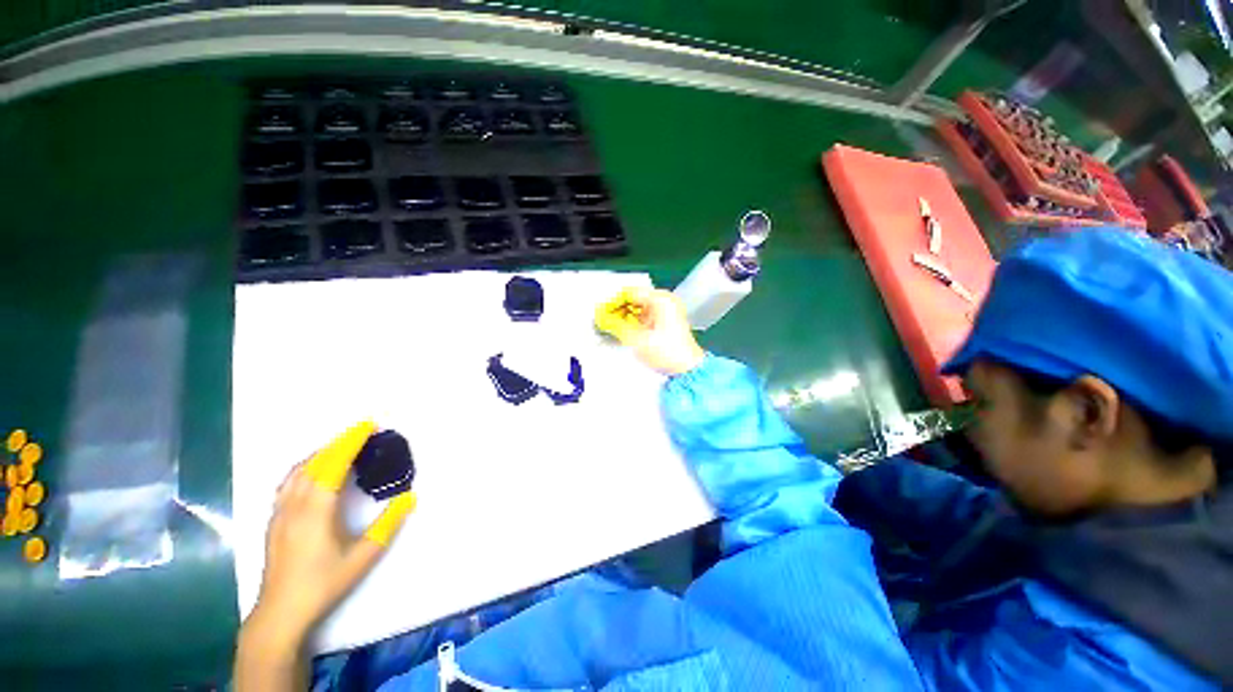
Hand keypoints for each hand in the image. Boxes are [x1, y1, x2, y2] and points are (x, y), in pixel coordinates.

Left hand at [236, 421, 415, 689]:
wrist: (280, 612)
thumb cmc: (323, 583)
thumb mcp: (363, 556)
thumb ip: (388, 524)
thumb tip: (410, 496)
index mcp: (316, 510)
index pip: (333, 465)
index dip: (351, 443)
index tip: (368, 426)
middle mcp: (295, 505)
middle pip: (315, 463)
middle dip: (339, 442)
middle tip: (362, 431)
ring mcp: (279, 513)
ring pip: (298, 471)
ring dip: (320, 452)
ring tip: (341, 446)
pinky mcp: (273, 521)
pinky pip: (288, 483)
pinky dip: (305, 467)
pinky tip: (313, 471)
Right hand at [599, 288, 705, 375]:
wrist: (686, 367)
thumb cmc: (669, 352)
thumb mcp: (636, 339)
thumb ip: (617, 326)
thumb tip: (605, 319)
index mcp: (661, 299)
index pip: (630, 293)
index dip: (614, 302)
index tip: (604, 310)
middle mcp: (666, 301)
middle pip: (636, 298)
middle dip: (619, 309)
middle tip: (607, 319)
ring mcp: (668, 310)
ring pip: (640, 307)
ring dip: (626, 315)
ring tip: (614, 326)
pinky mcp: (668, 320)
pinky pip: (646, 315)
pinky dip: (635, 321)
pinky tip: (627, 330)